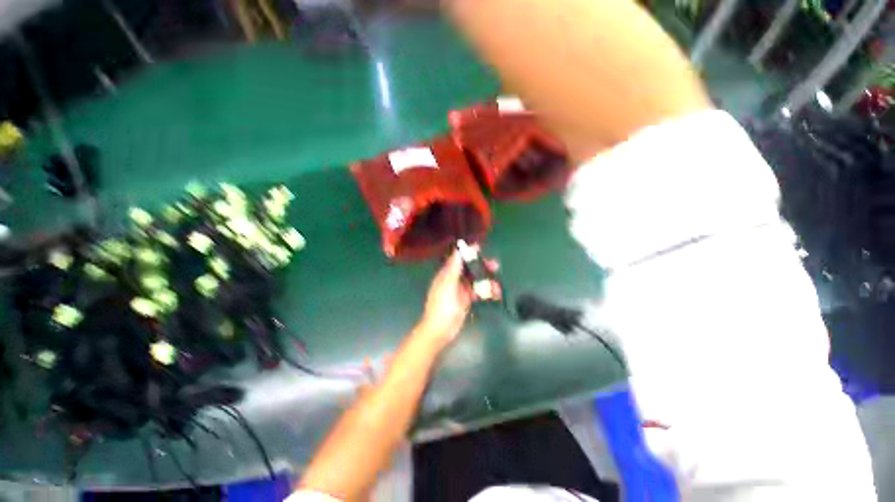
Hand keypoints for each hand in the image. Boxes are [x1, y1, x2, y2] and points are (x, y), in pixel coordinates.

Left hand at [416, 248, 498, 348]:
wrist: (439, 332)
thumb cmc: (442, 307)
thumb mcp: (447, 285)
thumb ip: (453, 268)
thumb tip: (457, 251)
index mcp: (446, 274)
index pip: (458, 259)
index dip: (468, 253)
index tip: (480, 248)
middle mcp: (453, 280)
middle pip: (469, 269)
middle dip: (482, 267)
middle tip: (495, 266)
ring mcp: (460, 291)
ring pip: (475, 281)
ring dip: (487, 281)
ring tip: (498, 287)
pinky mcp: (466, 301)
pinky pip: (477, 292)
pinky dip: (486, 292)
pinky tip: (495, 295)